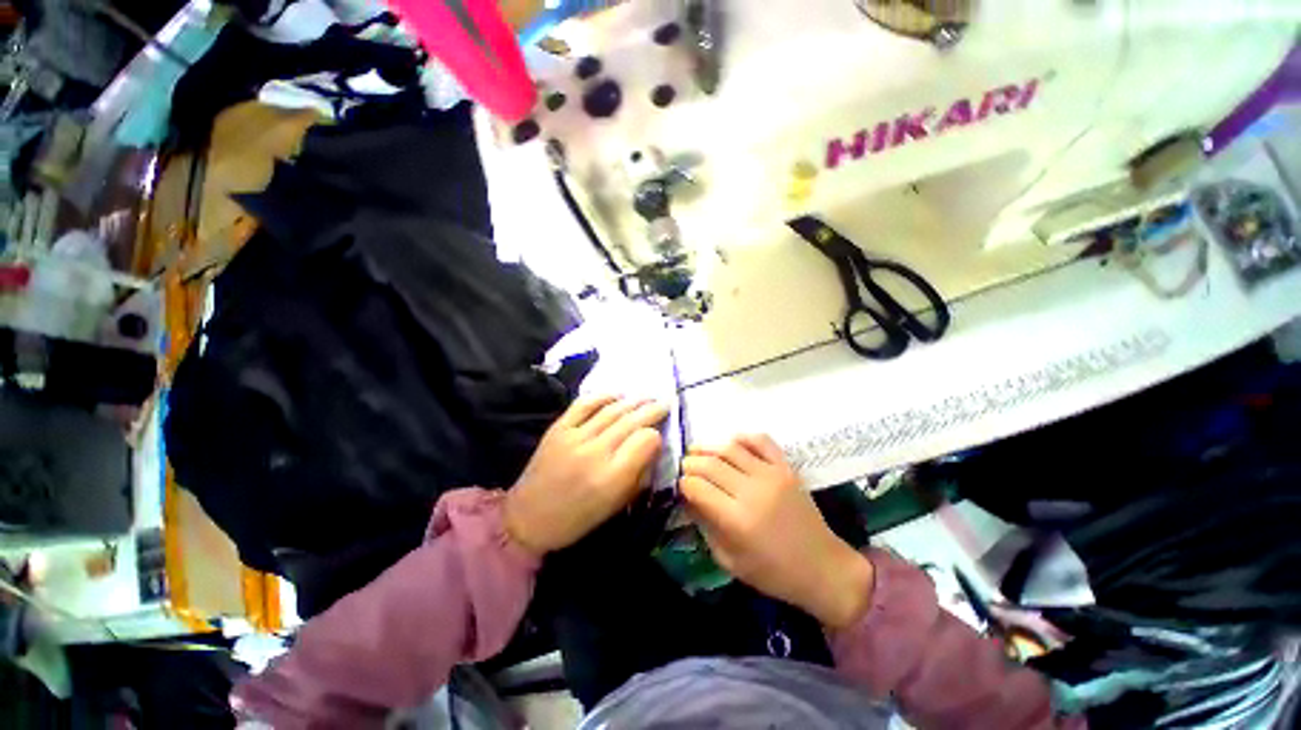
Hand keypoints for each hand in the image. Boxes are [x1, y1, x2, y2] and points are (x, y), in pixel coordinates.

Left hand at [505, 395, 668, 556]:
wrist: (527, 518)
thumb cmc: (577, 519)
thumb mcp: (616, 506)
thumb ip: (639, 475)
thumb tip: (653, 448)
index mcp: (612, 477)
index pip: (645, 441)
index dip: (656, 436)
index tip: (659, 437)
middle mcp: (595, 451)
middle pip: (631, 421)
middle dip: (652, 410)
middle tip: (665, 402)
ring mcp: (574, 436)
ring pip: (611, 410)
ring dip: (633, 401)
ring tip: (648, 396)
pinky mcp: (558, 428)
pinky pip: (584, 404)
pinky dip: (603, 396)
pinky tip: (617, 394)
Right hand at [680, 434, 874, 629]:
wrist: (823, 568)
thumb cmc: (773, 573)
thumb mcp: (729, 560)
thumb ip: (705, 526)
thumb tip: (688, 498)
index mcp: (736, 520)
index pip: (697, 487)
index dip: (683, 483)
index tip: (679, 485)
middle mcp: (752, 491)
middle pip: (710, 464)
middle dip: (690, 463)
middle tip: (684, 467)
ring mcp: (771, 475)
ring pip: (730, 448)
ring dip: (708, 446)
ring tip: (697, 450)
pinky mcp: (786, 467)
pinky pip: (761, 441)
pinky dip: (743, 436)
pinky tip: (731, 442)